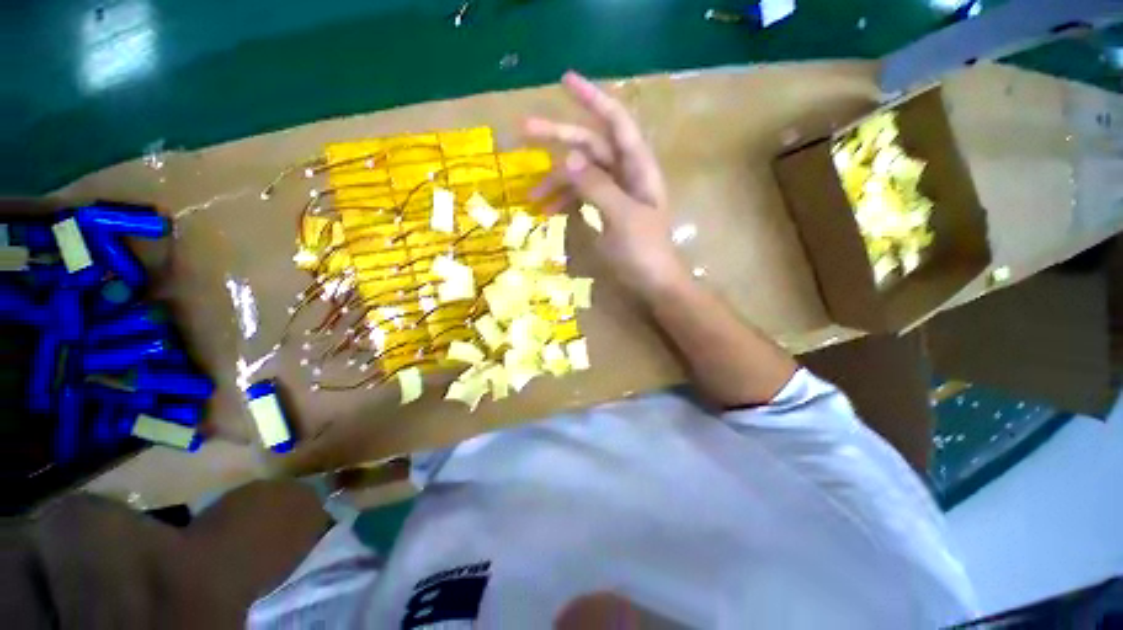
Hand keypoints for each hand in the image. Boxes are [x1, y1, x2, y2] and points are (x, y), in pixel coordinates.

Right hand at [524, 71, 687, 299]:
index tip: (564, 81)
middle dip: (558, 139)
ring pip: (581, 174)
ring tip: (531, 198)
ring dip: (556, 181)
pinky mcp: (606, 211)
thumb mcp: (622, 218)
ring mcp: (614, 194)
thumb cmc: (644, 252)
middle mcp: (626, 174)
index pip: (615, 122)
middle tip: (523, 132)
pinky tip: (548, 211)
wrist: (654, 284)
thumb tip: (568, 158)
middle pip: (590, 146)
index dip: (592, 98)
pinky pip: (581, 196)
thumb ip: (597, 187)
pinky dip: (564, 200)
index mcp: (638, 168)